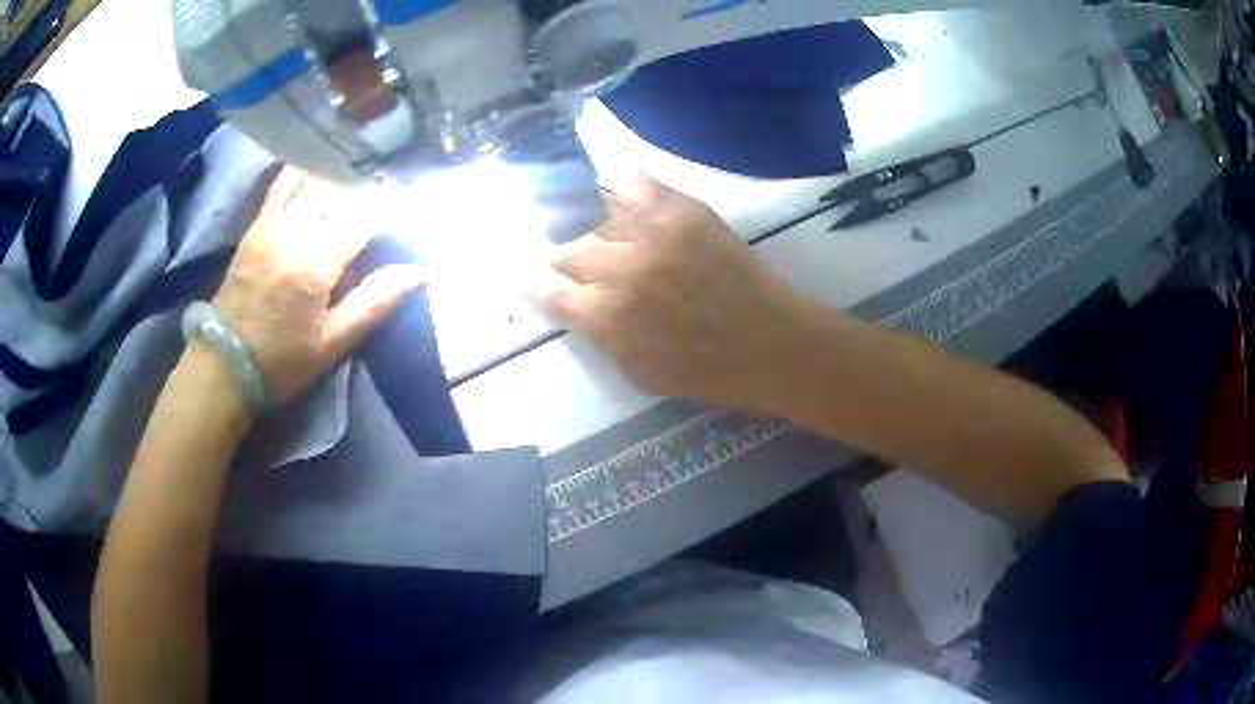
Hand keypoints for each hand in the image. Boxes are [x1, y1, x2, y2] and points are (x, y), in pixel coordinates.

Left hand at [210, 167, 421, 404]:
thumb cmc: (281, 361)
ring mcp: (271, 222)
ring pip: (316, 179)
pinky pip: (285, 182)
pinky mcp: (257, 223)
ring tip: (363, 182)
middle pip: (343, 190)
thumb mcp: (332, 344)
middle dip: (374, 187)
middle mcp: (293, 231)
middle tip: (394, 193)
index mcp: (315, 263)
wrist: (223, 363)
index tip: (415, 205)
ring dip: (344, 176)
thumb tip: (416, 271)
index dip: (395, 205)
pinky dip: (308, 171)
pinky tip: (324, 170)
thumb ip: (374, 303)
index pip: (366, 215)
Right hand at [524, 173, 811, 409]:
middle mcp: (618, 270)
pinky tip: (618, 197)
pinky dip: (619, 186)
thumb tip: (579, 307)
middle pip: (567, 251)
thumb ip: (599, 337)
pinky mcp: (681, 211)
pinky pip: (633, 183)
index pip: (546, 289)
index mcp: (603, 318)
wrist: (767, 344)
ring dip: (595, 232)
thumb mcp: (636, 373)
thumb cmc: (704, 373)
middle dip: (565, 261)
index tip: (522, 273)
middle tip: (575, 264)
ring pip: (596, 219)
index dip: (530, 281)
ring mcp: (650, 233)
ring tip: (605, 238)